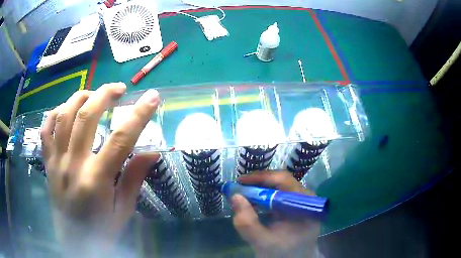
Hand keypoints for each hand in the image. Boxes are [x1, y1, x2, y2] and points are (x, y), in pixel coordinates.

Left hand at [40, 83, 159, 255]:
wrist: (74, 244)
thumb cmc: (101, 230)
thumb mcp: (123, 210)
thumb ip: (134, 179)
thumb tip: (151, 152)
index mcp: (96, 180)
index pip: (121, 139)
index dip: (139, 114)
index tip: (153, 96)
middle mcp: (73, 165)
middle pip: (86, 116)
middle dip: (105, 94)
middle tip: (119, 89)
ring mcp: (56, 162)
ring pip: (64, 116)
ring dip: (80, 97)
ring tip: (93, 93)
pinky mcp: (47, 163)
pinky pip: (46, 130)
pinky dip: (55, 113)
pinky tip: (65, 109)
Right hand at [232, 171, 320, 257]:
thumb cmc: (283, 253)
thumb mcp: (262, 242)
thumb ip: (247, 223)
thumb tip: (235, 197)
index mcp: (304, 205)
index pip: (283, 181)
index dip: (260, 178)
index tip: (239, 182)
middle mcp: (306, 198)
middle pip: (281, 181)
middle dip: (257, 184)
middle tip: (238, 189)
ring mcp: (302, 201)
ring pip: (279, 186)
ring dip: (259, 190)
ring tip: (243, 196)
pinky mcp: (296, 205)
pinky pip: (279, 195)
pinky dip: (264, 197)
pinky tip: (253, 204)